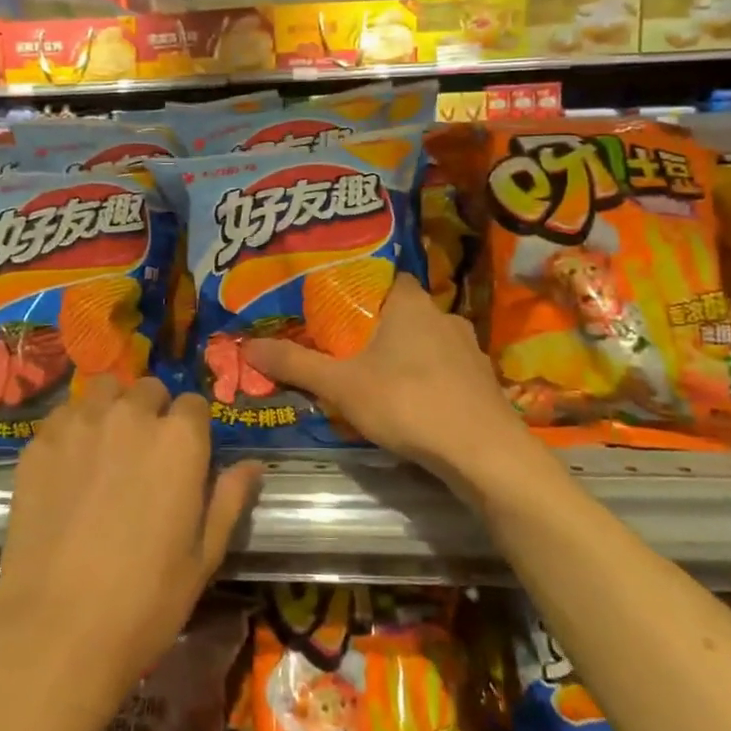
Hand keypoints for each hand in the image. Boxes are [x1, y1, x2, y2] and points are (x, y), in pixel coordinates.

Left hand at [0, 377, 260, 709]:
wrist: (57, 627)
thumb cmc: (146, 599)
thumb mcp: (204, 555)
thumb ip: (228, 499)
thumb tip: (252, 465)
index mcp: (179, 439)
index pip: (194, 404)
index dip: (192, 428)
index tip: (186, 456)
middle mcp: (131, 416)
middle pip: (148, 389)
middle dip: (153, 412)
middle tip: (144, 454)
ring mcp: (81, 424)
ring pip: (103, 389)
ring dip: (111, 407)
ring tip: (106, 445)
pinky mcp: (40, 442)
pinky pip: (64, 415)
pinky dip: (73, 427)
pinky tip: (69, 464)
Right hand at [246, 272, 533, 491]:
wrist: (484, 454)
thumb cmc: (407, 402)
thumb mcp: (340, 385)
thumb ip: (294, 364)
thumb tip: (246, 346)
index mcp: (410, 303)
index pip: (383, 276)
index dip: (357, 287)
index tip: (332, 305)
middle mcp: (443, 316)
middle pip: (400, 311)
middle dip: (374, 326)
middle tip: (343, 344)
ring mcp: (468, 349)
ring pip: (424, 341)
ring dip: (402, 354)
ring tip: (373, 375)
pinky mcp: (482, 382)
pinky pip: (444, 369)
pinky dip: (426, 379)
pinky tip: (411, 403)